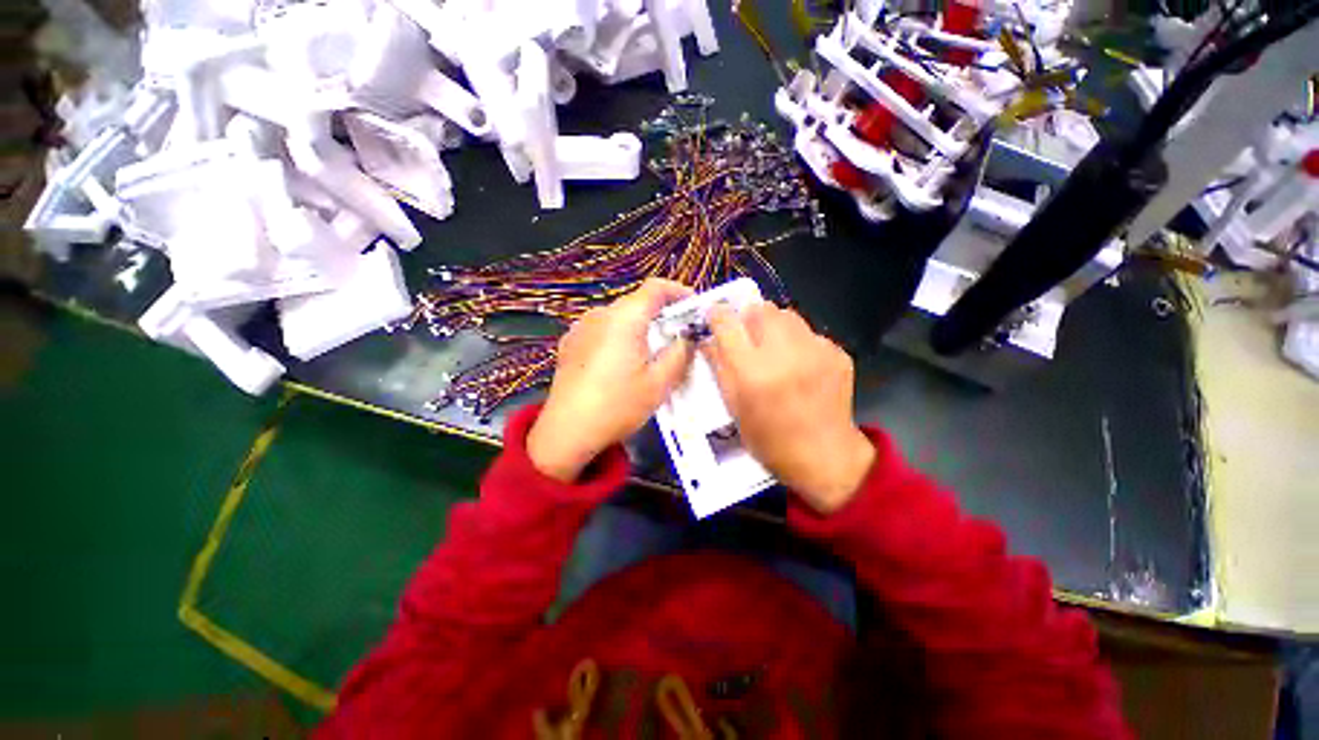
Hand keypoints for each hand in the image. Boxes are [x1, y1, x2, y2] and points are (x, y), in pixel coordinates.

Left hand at [527, 279, 694, 481]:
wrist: (567, 430)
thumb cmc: (618, 405)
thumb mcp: (659, 382)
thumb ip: (680, 352)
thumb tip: (687, 335)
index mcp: (624, 318)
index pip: (656, 287)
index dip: (678, 291)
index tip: (693, 306)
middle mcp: (600, 314)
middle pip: (637, 303)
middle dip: (661, 314)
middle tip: (677, 336)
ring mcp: (581, 327)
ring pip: (619, 317)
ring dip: (639, 327)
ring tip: (650, 352)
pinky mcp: (570, 343)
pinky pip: (602, 330)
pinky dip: (619, 336)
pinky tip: (621, 362)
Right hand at [704, 303, 874, 513]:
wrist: (825, 456)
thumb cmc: (769, 439)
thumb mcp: (734, 407)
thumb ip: (720, 368)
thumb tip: (709, 340)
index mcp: (752, 372)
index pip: (727, 322)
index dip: (717, 316)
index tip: (715, 319)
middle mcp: (784, 353)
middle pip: (760, 309)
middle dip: (749, 319)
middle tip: (748, 339)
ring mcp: (816, 350)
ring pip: (787, 315)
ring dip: (774, 326)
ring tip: (775, 350)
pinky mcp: (838, 353)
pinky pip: (809, 333)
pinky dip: (799, 342)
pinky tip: (801, 366)